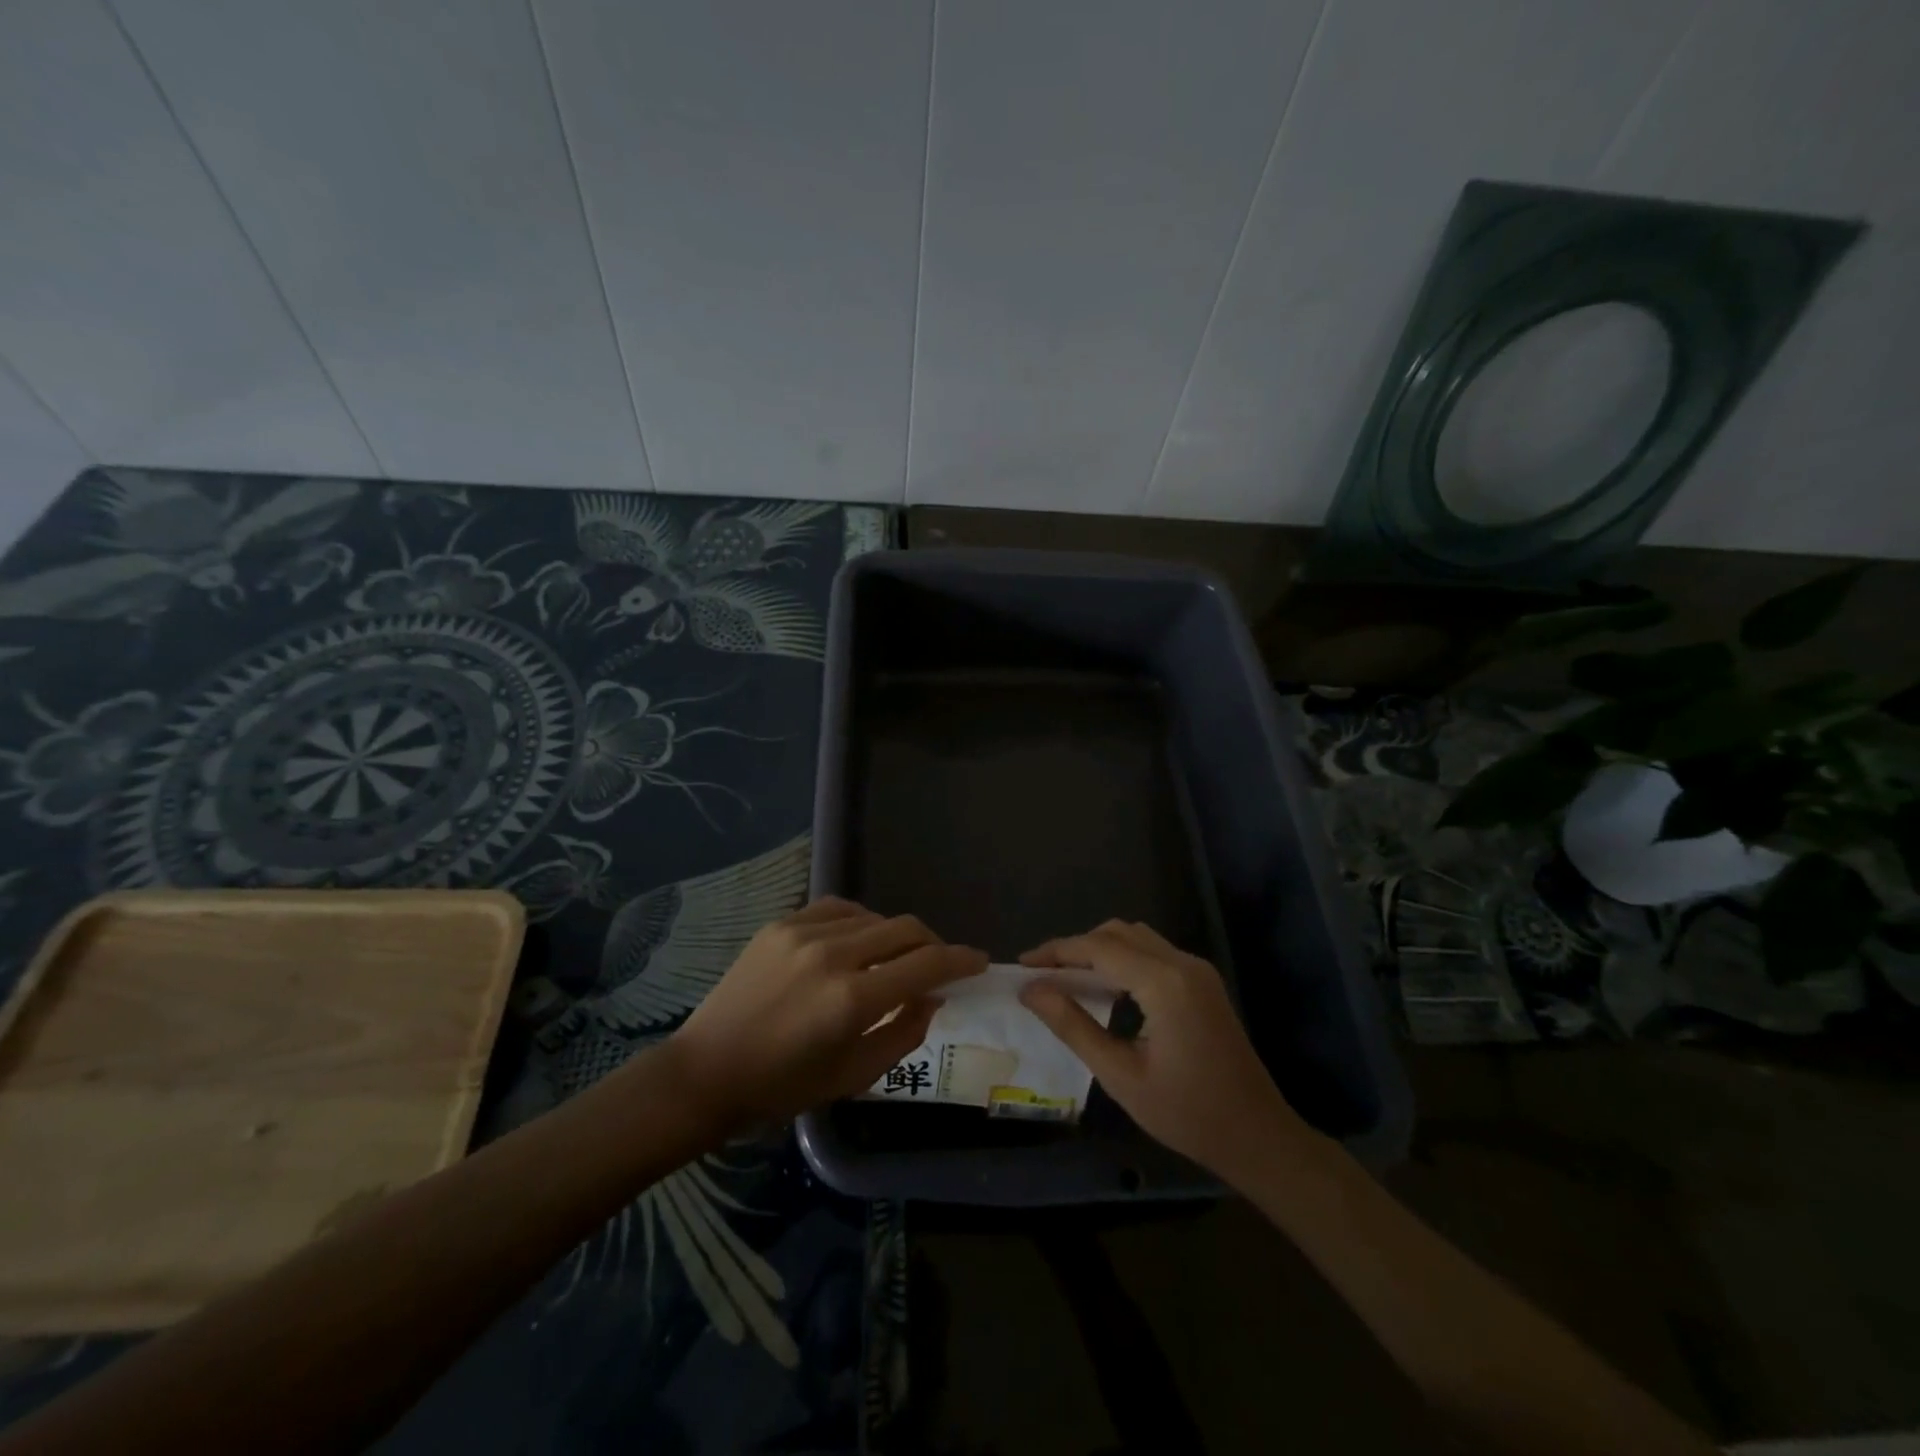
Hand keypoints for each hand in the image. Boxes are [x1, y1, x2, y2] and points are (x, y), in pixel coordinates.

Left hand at [667, 897, 985, 1130]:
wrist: (706, 1071)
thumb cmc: (782, 1087)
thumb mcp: (853, 1076)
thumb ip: (905, 1033)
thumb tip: (934, 998)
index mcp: (853, 999)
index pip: (926, 964)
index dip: (961, 960)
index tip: (978, 962)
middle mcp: (833, 954)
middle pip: (906, 930)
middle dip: (933, 945)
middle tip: (938, 965)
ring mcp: (804, 933)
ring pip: (874, 917)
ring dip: (895, 936)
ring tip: (892, 960)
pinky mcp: (782, 924)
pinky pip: (839, 909)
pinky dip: (860, 923)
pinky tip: (857, 942)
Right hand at [1019, 920, 1311, 1182]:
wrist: (1258, 1136)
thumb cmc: (1187, 1113)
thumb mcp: (1120, 1075)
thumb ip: (1073, 1026)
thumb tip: (1031, 990)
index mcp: (1164, 983)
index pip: (1098, 948)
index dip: (1056, 951)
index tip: (1022, 964)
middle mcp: (1182, 964)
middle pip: (1117, 933)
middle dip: (1075, 947)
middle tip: (1042, 974)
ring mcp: (1197, 970)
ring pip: (1136, 938)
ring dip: (1099, 950)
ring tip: (1065, 979)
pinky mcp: (1203, 982)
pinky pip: (1153, 953)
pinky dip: (1122, 959)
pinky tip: (1104, 988)